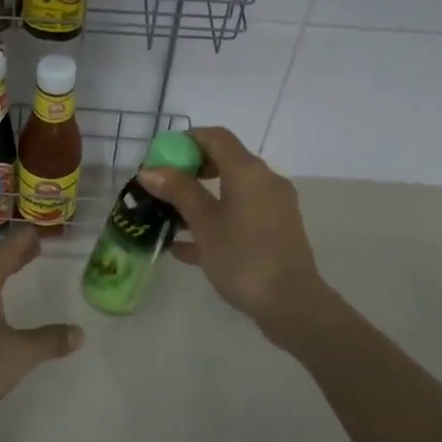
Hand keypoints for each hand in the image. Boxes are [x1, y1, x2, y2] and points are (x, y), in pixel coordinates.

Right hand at [139, 126, 329, 339]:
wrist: (291, 304)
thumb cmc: (243, 258)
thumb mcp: (204, 224)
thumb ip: (178, 192)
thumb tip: (150, 170)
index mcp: (248, 171)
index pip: (216, 137)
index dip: (186, 141)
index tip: (160, 158)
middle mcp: (265, 181)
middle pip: (224, 162)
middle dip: (190, 172)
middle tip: (162, 189)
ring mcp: (273, 207)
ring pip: (231, 192)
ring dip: (200, 200)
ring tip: (168, 219)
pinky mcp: (276, 231)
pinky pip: (240, 215)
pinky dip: (216, 221)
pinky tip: (185, 247)